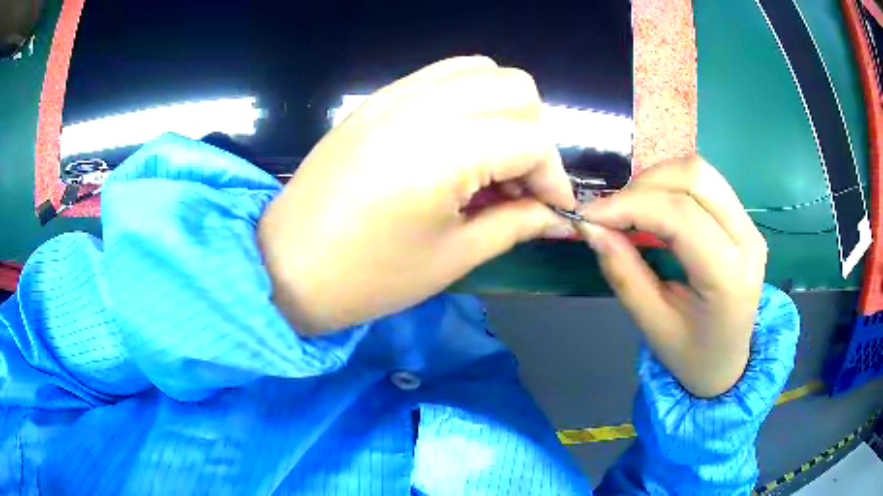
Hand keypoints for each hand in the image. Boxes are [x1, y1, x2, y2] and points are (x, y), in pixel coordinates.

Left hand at [259, 56, 574, 333]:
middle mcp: (424, 105)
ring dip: (504, 110)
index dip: (553, 178)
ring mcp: (396, 94)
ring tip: (492, 159)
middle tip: (519, 183)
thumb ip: (516, 224)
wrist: (287, 266)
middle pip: (517, 89)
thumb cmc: (368, 277)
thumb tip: (554, 215)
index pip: (532, 141)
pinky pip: (442, 75)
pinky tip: (459, 140)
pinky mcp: (378, 98)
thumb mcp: (454, 257)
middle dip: (534, 136)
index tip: (552, 210)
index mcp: (445, 150)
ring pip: (482, 71)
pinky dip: (469, 97)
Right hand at [576, 157, 766, 397]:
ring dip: (658, 179)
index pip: (680, 215)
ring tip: (632, 208)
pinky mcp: (745, 220)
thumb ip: (622, 271)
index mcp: (729, 277)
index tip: (589, 214)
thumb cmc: (690, 354)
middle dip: (643, 185)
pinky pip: (706, 182)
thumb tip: (590, 226)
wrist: (727, 362)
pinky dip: (672, 185)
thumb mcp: (651, 323)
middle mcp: (747, 241)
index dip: (630, 205)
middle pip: (694, 177)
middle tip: (612, 212)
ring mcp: (750, 226)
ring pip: (700, 171)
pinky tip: (655, 207)